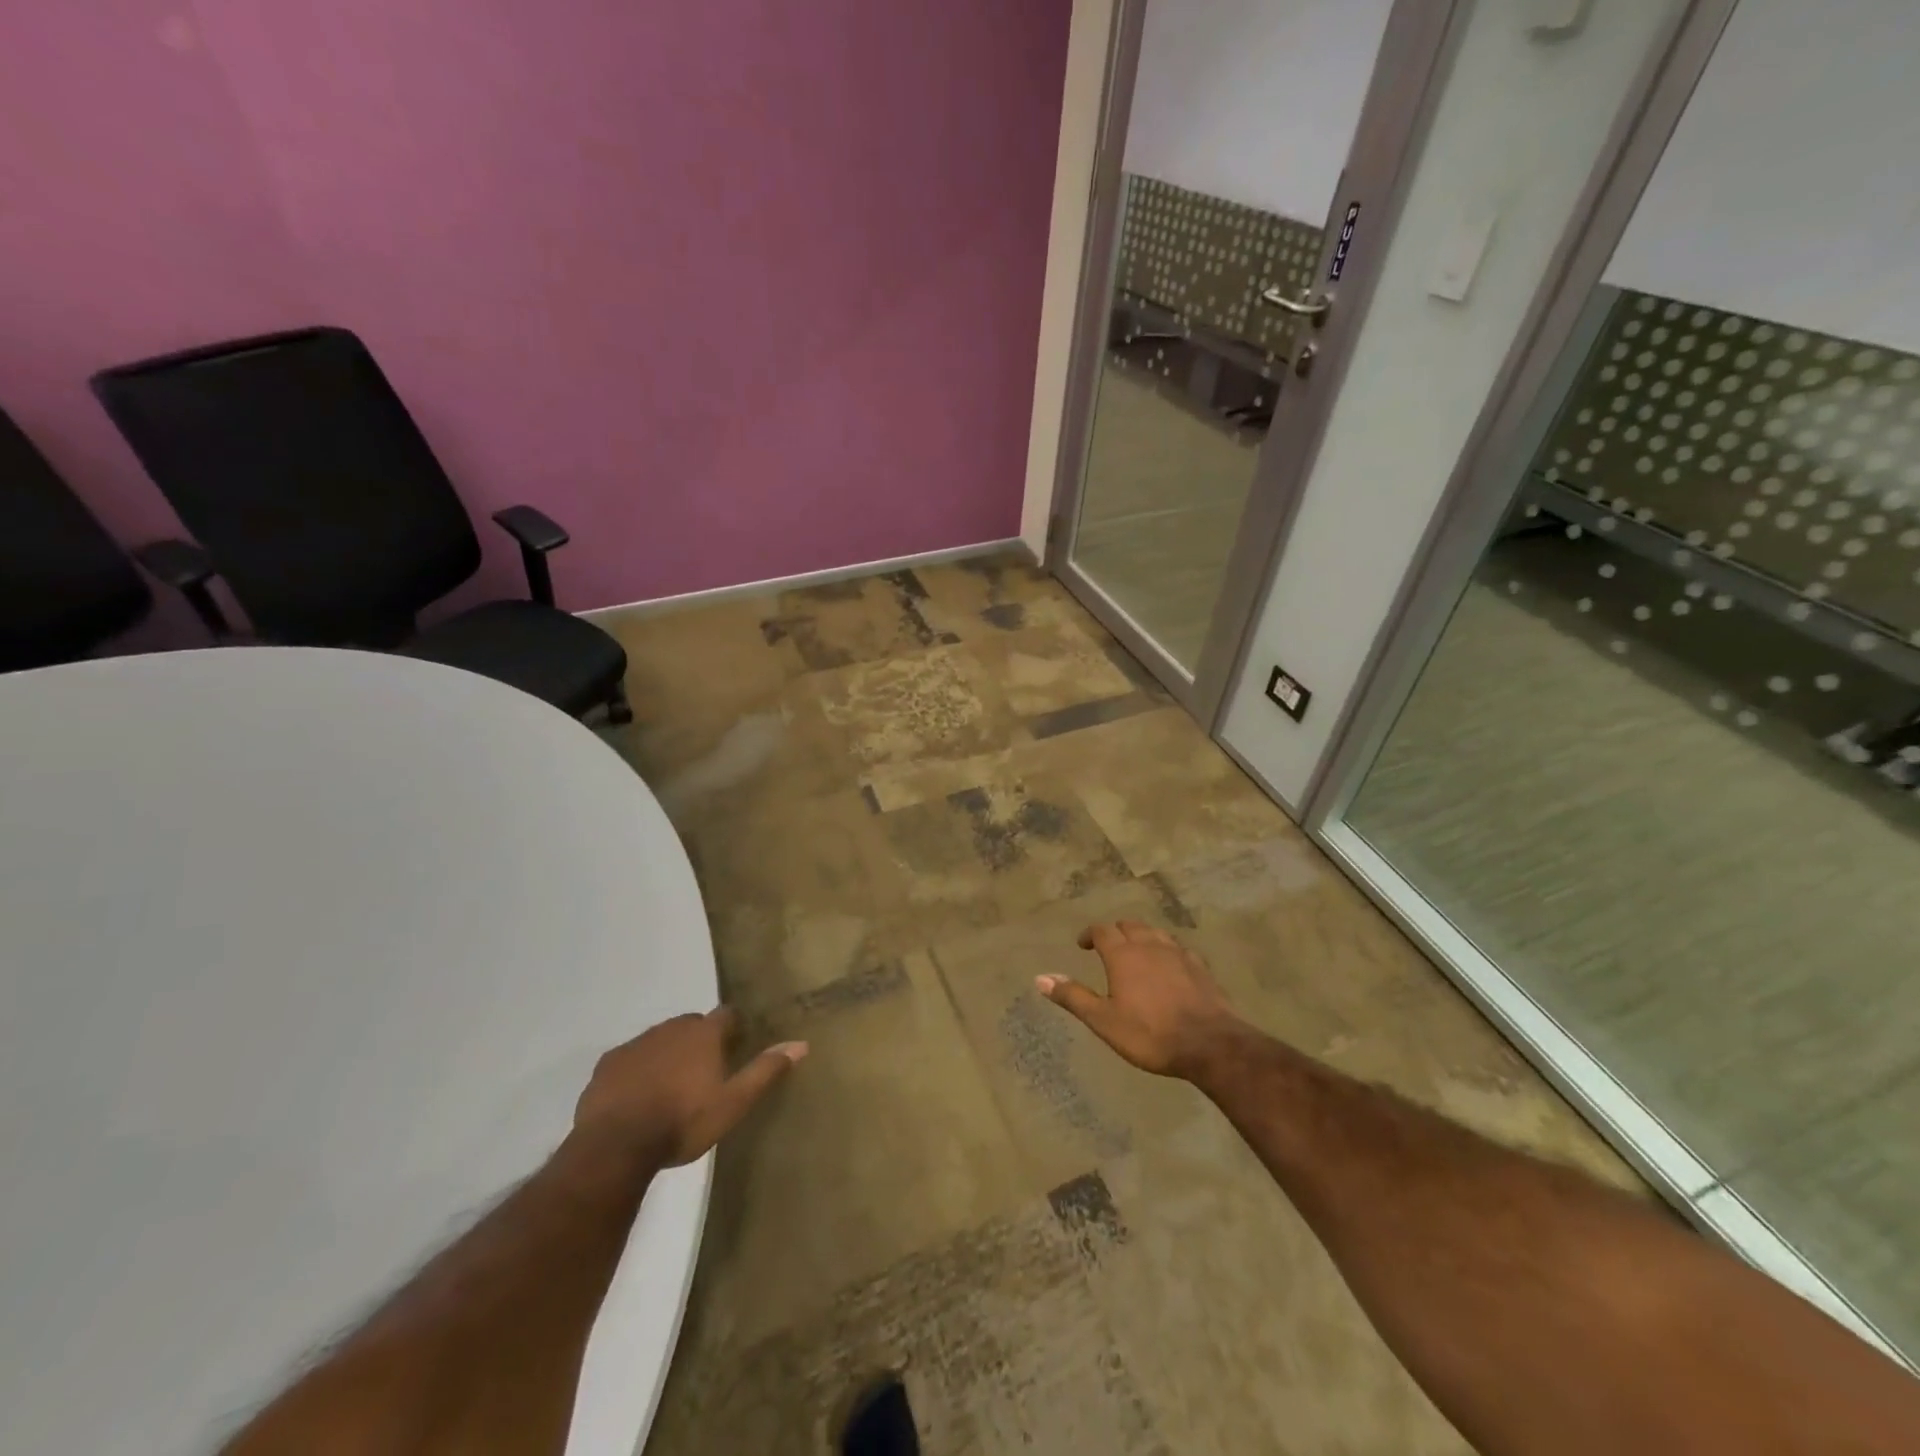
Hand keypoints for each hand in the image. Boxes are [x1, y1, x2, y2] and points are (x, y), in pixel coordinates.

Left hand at [573, 1009, 806, 1166]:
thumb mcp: (733, 1103)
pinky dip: (638, 1070)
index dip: (732, 1027)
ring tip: (670, 1086)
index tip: (735, 1045)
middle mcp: (671, 1028)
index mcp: (703, 1034)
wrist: (616, 1146)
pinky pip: (630, 1059)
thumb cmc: (683, 1122)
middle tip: (704, 1071)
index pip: (726, 1014)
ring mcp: (636, 1044)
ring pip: (659, 1040)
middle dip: (699, 1040)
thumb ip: (765, 1071)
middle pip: (691, 1024)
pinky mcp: (607, 1064)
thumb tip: (801, 1044)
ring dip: (668, 1054)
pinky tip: (638, 1097)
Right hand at [1037, 921, 1248, 1078]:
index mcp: (1123, 955)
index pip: (1102, 931)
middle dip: (1116, 932)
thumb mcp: (1104, 1020)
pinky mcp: (1200, 967)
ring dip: (1141, 936)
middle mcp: (1150, 945)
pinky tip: (1169, 965)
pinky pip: (1179, 948)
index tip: (1083, 945)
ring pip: (1155, 932)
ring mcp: (1178, 953)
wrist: (1209, 1044)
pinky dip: (1167, 950)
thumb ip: (1073, 997)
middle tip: (1108, 947)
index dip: (1090, 934)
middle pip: (1129, 925)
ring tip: (1136, 952)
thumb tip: (1040, 977)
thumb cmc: (1150, 1034)